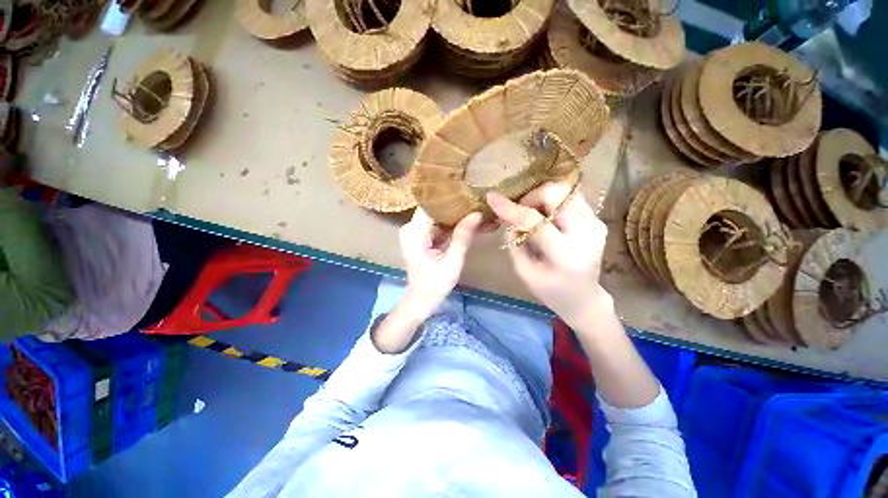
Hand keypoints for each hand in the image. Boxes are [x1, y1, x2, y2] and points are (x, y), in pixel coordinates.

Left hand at [398, 208, 482, 316]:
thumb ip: (462, 237)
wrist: (420, 301)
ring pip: (438, 216)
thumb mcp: (452, 263)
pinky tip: (470, 223)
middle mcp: (411, 228)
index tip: (470, 194)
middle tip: (479, 203)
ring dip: (457, 216)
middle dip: (457, 207)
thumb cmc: (434, 285)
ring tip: (478, 212)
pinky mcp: (422, 237)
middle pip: (435, 209)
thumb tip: (477, 213)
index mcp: (414, 233)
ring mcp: (416, 232)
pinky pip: (439, 226)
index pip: (430, 205)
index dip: (450, 198)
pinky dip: (453, 226)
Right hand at [487, 182, 608, 325]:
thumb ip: (514, 241)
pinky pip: (570, 198)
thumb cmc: (550, 290)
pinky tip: (545, 217)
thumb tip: (505, 214)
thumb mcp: (524, 271)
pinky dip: (552, 202)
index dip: (510, 208)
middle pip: (556, 194)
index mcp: (565, 255)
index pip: (534, 221)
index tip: (492, 198)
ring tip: (531, 214)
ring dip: (541, 198)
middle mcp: (586, 234)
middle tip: (519, 212)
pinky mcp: (597, 220)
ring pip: (565, 190)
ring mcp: (595, 224)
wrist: (583, 297)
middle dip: (531, 198)